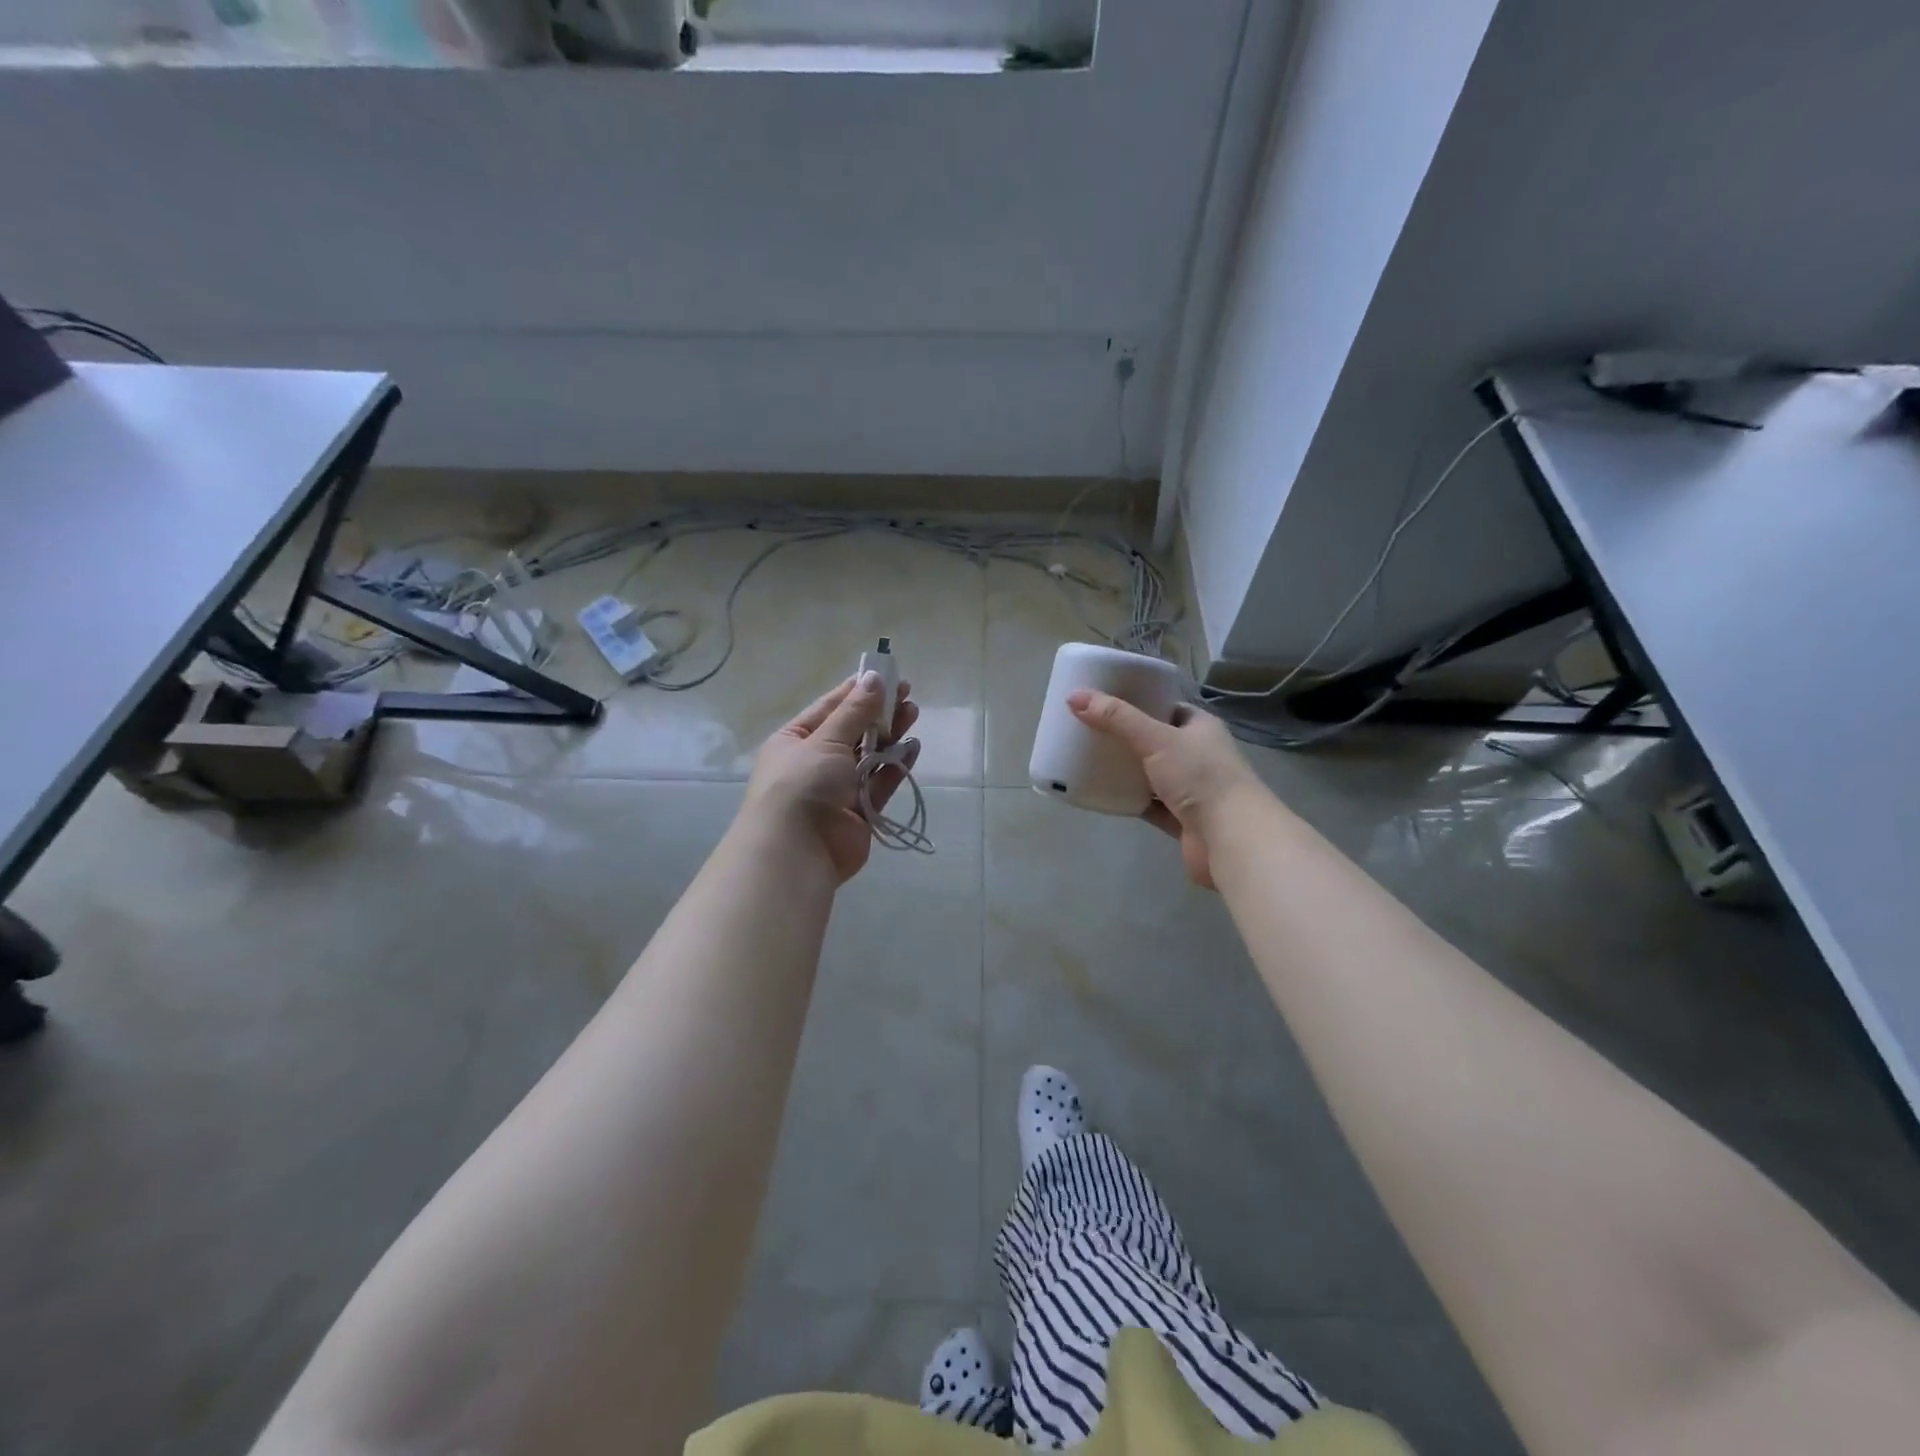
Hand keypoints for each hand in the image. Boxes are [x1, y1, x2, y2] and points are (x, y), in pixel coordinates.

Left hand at [743, 672, 920, 882]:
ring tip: (913, 714)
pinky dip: (895, 766)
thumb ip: (855, 711)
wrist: (798, 851)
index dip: (857, 691)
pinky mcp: (860, 811)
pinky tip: (913, 747)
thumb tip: (874, 677)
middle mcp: (815, 762)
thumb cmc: (802, 784)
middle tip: (908, 695)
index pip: (829, 708)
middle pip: (853, 731)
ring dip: (890, 736)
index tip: (886, 676)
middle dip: (879, 712)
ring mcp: (838, 789)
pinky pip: (880, 782)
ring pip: (870, 756)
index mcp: (795, 740)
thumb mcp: (826, 740)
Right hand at [1068, 691, 1260, 889]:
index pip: (1166, 708)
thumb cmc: (1200, 777)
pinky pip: (1150, 805)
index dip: (1138, 703)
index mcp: (1200, 727)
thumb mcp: (1155, 738)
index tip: (1105, 702)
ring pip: (1151, 775)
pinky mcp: (1182, 820)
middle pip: (1155, 742)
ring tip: (1090, 760)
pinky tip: (1103, 795)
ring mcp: (1192, 790)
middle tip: (1089, 731)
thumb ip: (1116, 718)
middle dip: (1126, 738)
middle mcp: (1199, 755)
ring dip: (1126, 771)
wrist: (1231, 838)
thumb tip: (1074, 697)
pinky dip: (1130, 800)